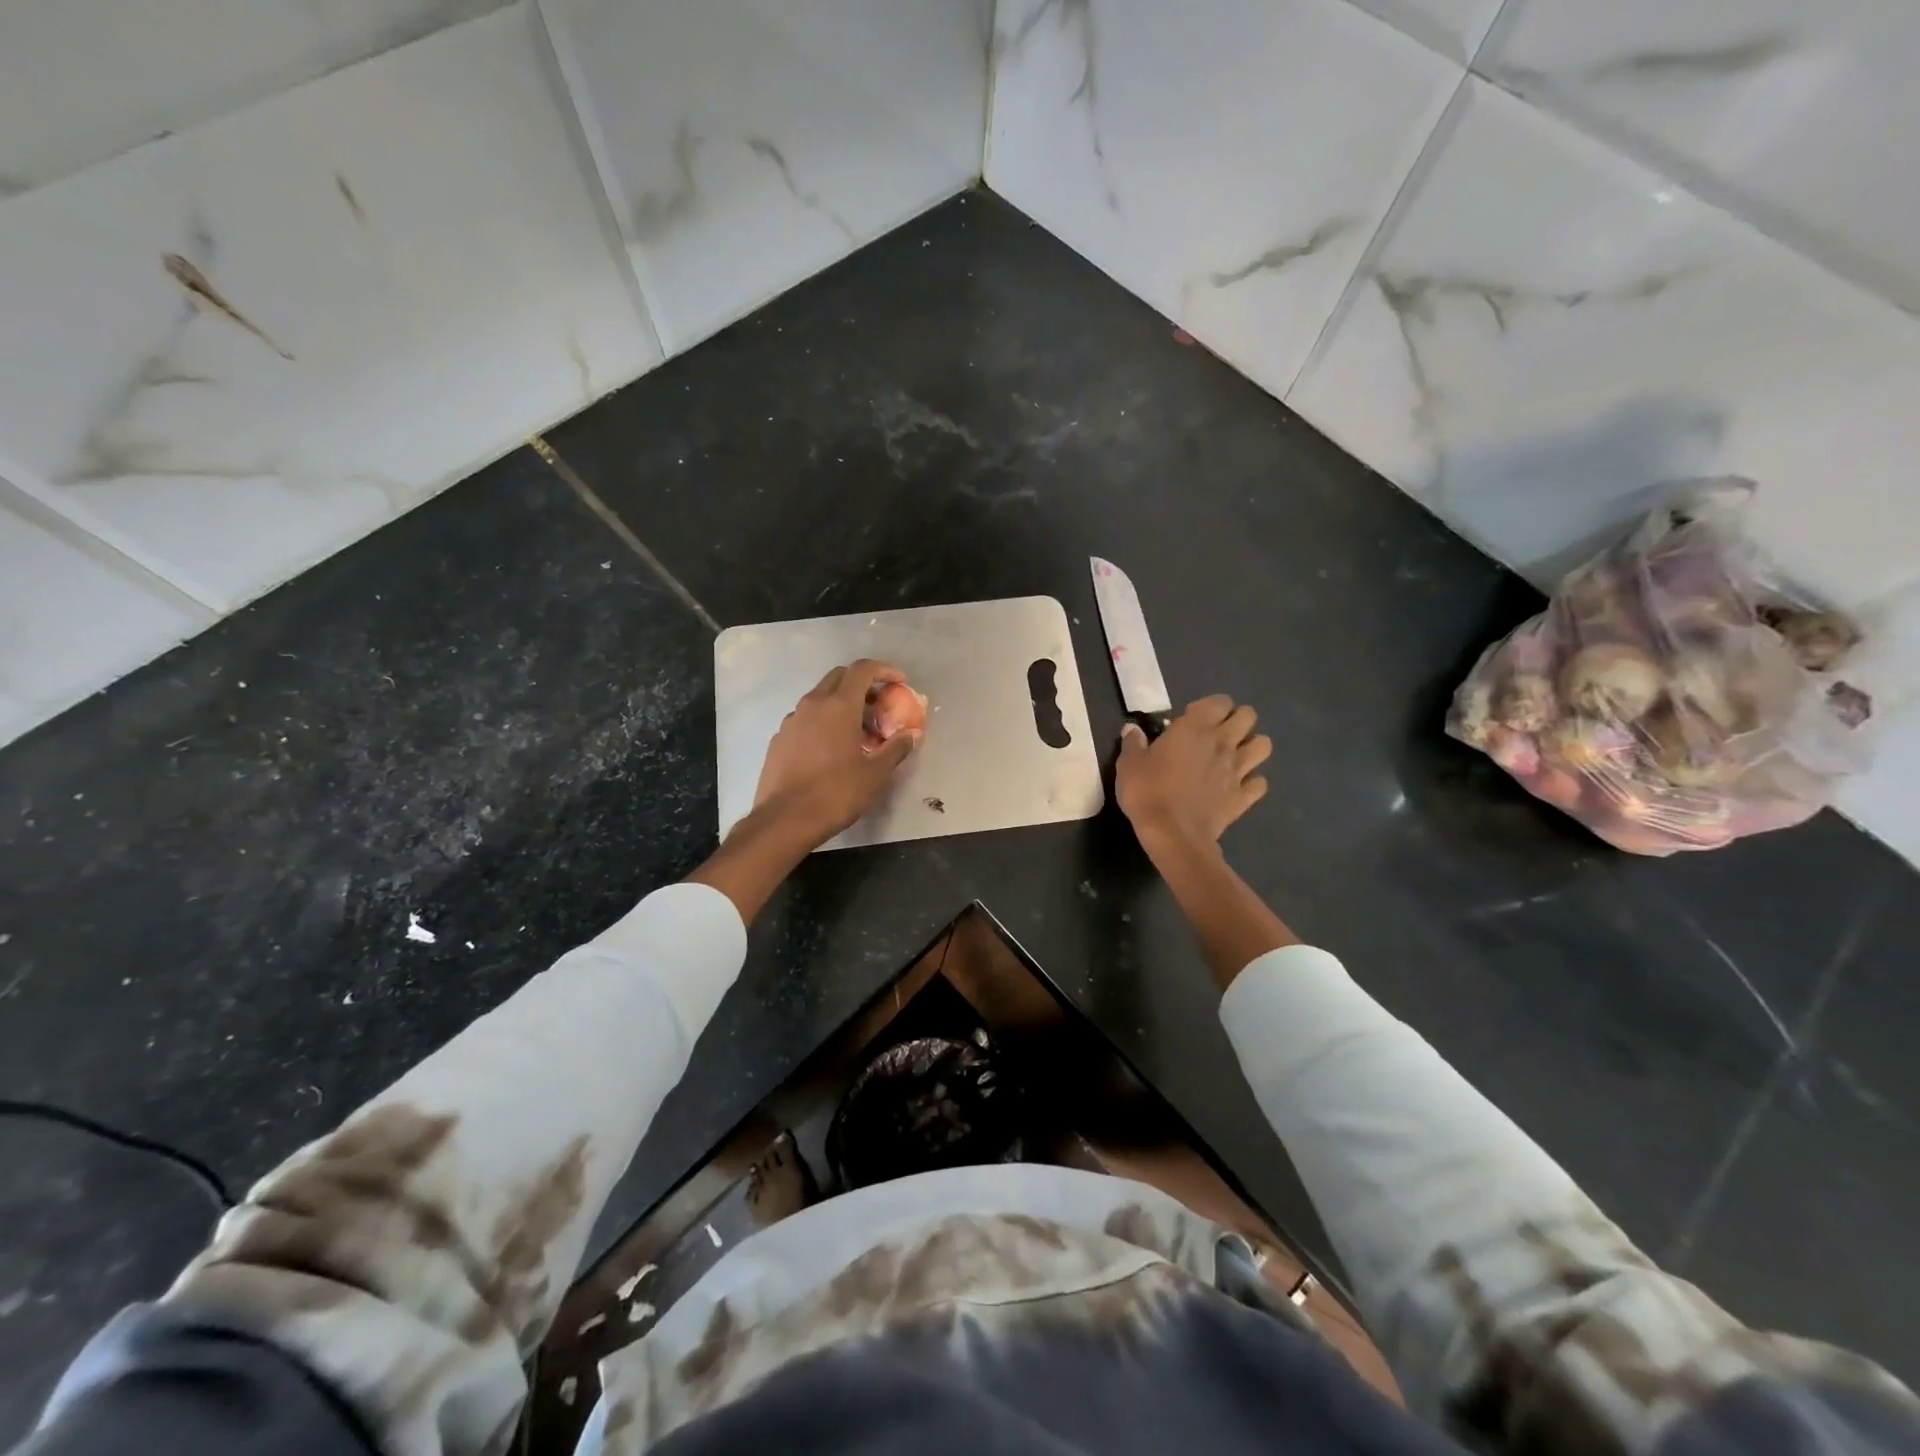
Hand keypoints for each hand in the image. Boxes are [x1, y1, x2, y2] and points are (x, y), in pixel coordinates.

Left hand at [751, 660, 921, 844]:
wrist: (785, 820)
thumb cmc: (836, 793)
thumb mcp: (875, 774)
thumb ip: (896, 748)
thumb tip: (911, 734)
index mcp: (839, 706)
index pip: (862, 670)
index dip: (884, 670)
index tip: (899, 681)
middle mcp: (812, 704)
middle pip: (839, 678)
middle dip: (862, 684)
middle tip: (880, 706)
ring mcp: (791, 721)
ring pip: (820, 698)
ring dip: (842, 705)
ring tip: (859, 732)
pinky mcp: (779, 739)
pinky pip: (806, 719)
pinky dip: (824, 722)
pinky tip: (832, 749)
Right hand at [1116, 695, 1270, 851]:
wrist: (1172, 834)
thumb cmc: (1147, 792)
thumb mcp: (1129, 764)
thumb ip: (1133, 743)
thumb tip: (1132, 729)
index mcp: (1195, 729)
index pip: (1219, 701)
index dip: (1208, 706)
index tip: (1190, 718)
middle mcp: (1222, 743)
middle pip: (1248, 716)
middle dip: (1236, 719)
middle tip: (1216, 733)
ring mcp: (1237, 771)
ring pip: (1263, 745)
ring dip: (1251, 746)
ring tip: (1233, 755)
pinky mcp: (1243, 797)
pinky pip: (1260, 783)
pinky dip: (1252, 782)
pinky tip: (1237, 786)